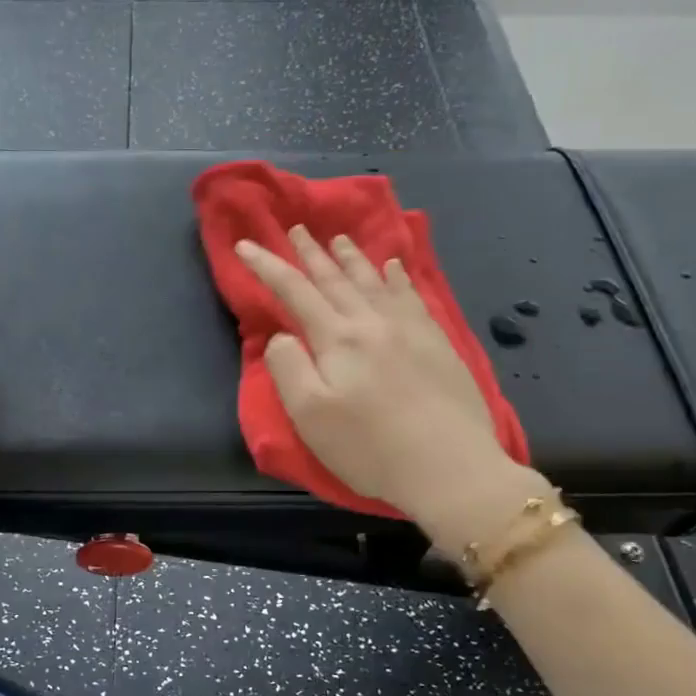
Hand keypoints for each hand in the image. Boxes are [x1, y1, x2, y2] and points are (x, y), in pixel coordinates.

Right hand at [236, 227, 546, 559]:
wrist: (450, 467)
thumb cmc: (369, 446)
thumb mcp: (309, 414)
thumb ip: (288, 367)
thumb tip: (282, 336)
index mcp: (337, 339)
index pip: (294, 291)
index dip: (267, 266)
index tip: (245, 245)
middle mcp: (372, 322)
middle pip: (335, 279)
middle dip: (311, 253)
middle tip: (297, 228)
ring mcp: (410, 330)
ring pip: (374, 282)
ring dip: (352, 258)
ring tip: (339, 238)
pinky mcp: (438, 343)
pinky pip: (413, 296)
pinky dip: (399, 277)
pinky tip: (396, 266)